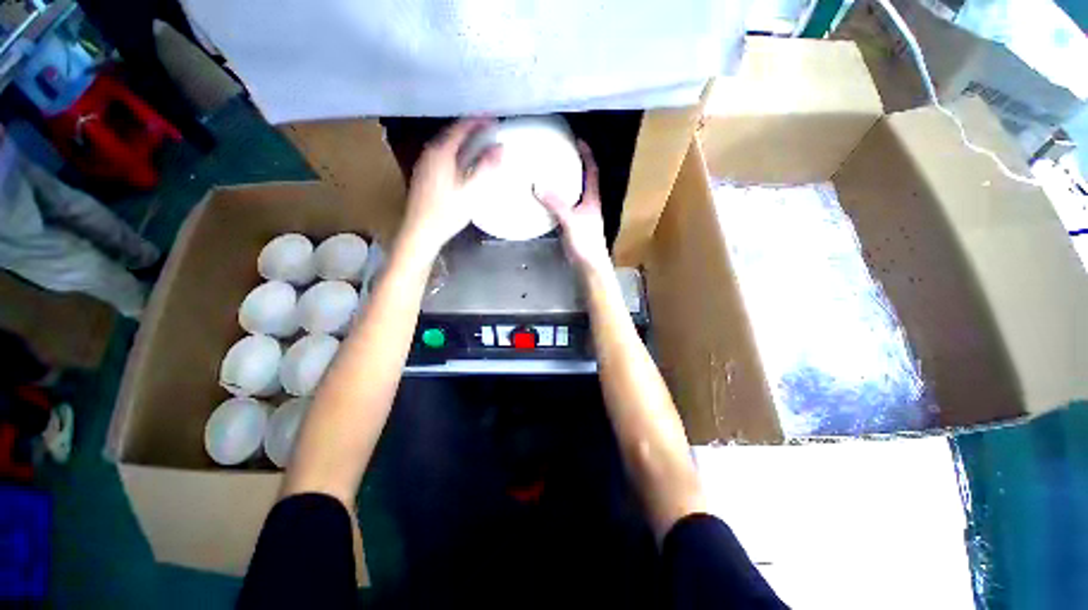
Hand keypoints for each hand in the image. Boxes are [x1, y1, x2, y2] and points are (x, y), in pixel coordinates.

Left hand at [400, 119, 502, 257]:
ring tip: (478, 141)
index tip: (493, 119)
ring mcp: (424, 163)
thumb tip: (500, 148)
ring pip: (445, 143)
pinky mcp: (424, 174)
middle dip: (470, 128)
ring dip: (462, 139)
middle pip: (451, 133)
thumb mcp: (471, 192)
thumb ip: (485, 168)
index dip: (477, 121)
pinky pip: (441, 153)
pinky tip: (463, 159)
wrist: (421, 231)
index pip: (460, 128)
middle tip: (488, 129)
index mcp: (441, 153)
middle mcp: (430, 153)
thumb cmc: (447, 212)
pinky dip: (455, 150)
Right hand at [536, 141, 610, 274]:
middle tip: (558, 153)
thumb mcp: (570, 220)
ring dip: (563, 182)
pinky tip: (543, 198)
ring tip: (548, 171)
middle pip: (583, 179)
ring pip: (572, 193)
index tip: (577, 139)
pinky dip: (555, 199)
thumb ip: (555, 203)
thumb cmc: (585, 242)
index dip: (587, 154)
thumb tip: (537, 184)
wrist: (589, 265)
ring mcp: (580, 214)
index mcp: (592, 198)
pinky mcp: (572, 225)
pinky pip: (563, 206)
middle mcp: (588, 203)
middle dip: (573, 164)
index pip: (592, 170)